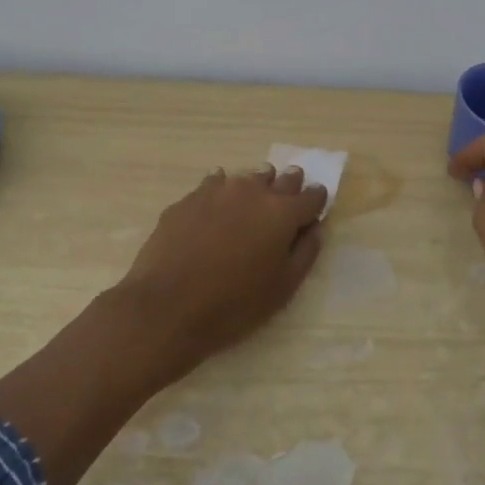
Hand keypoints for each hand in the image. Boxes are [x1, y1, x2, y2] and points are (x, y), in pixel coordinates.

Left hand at [114, 165, 327, 377]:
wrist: (167, 306)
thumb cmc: (233, 304)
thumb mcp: (282, 289)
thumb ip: (305, 253)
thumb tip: (314, 229)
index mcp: (282, 213)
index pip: (311, 196)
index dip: (317, 200)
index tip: (316, 206)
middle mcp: (254, 191)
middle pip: (281, 179)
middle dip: (289, 185)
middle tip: (288, 195)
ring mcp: (218, 190)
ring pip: (247, 178)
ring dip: (255, 186)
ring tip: (253, 201)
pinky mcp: (189, 198)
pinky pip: (214, 184)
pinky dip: (221, 191)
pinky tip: (216, 205)